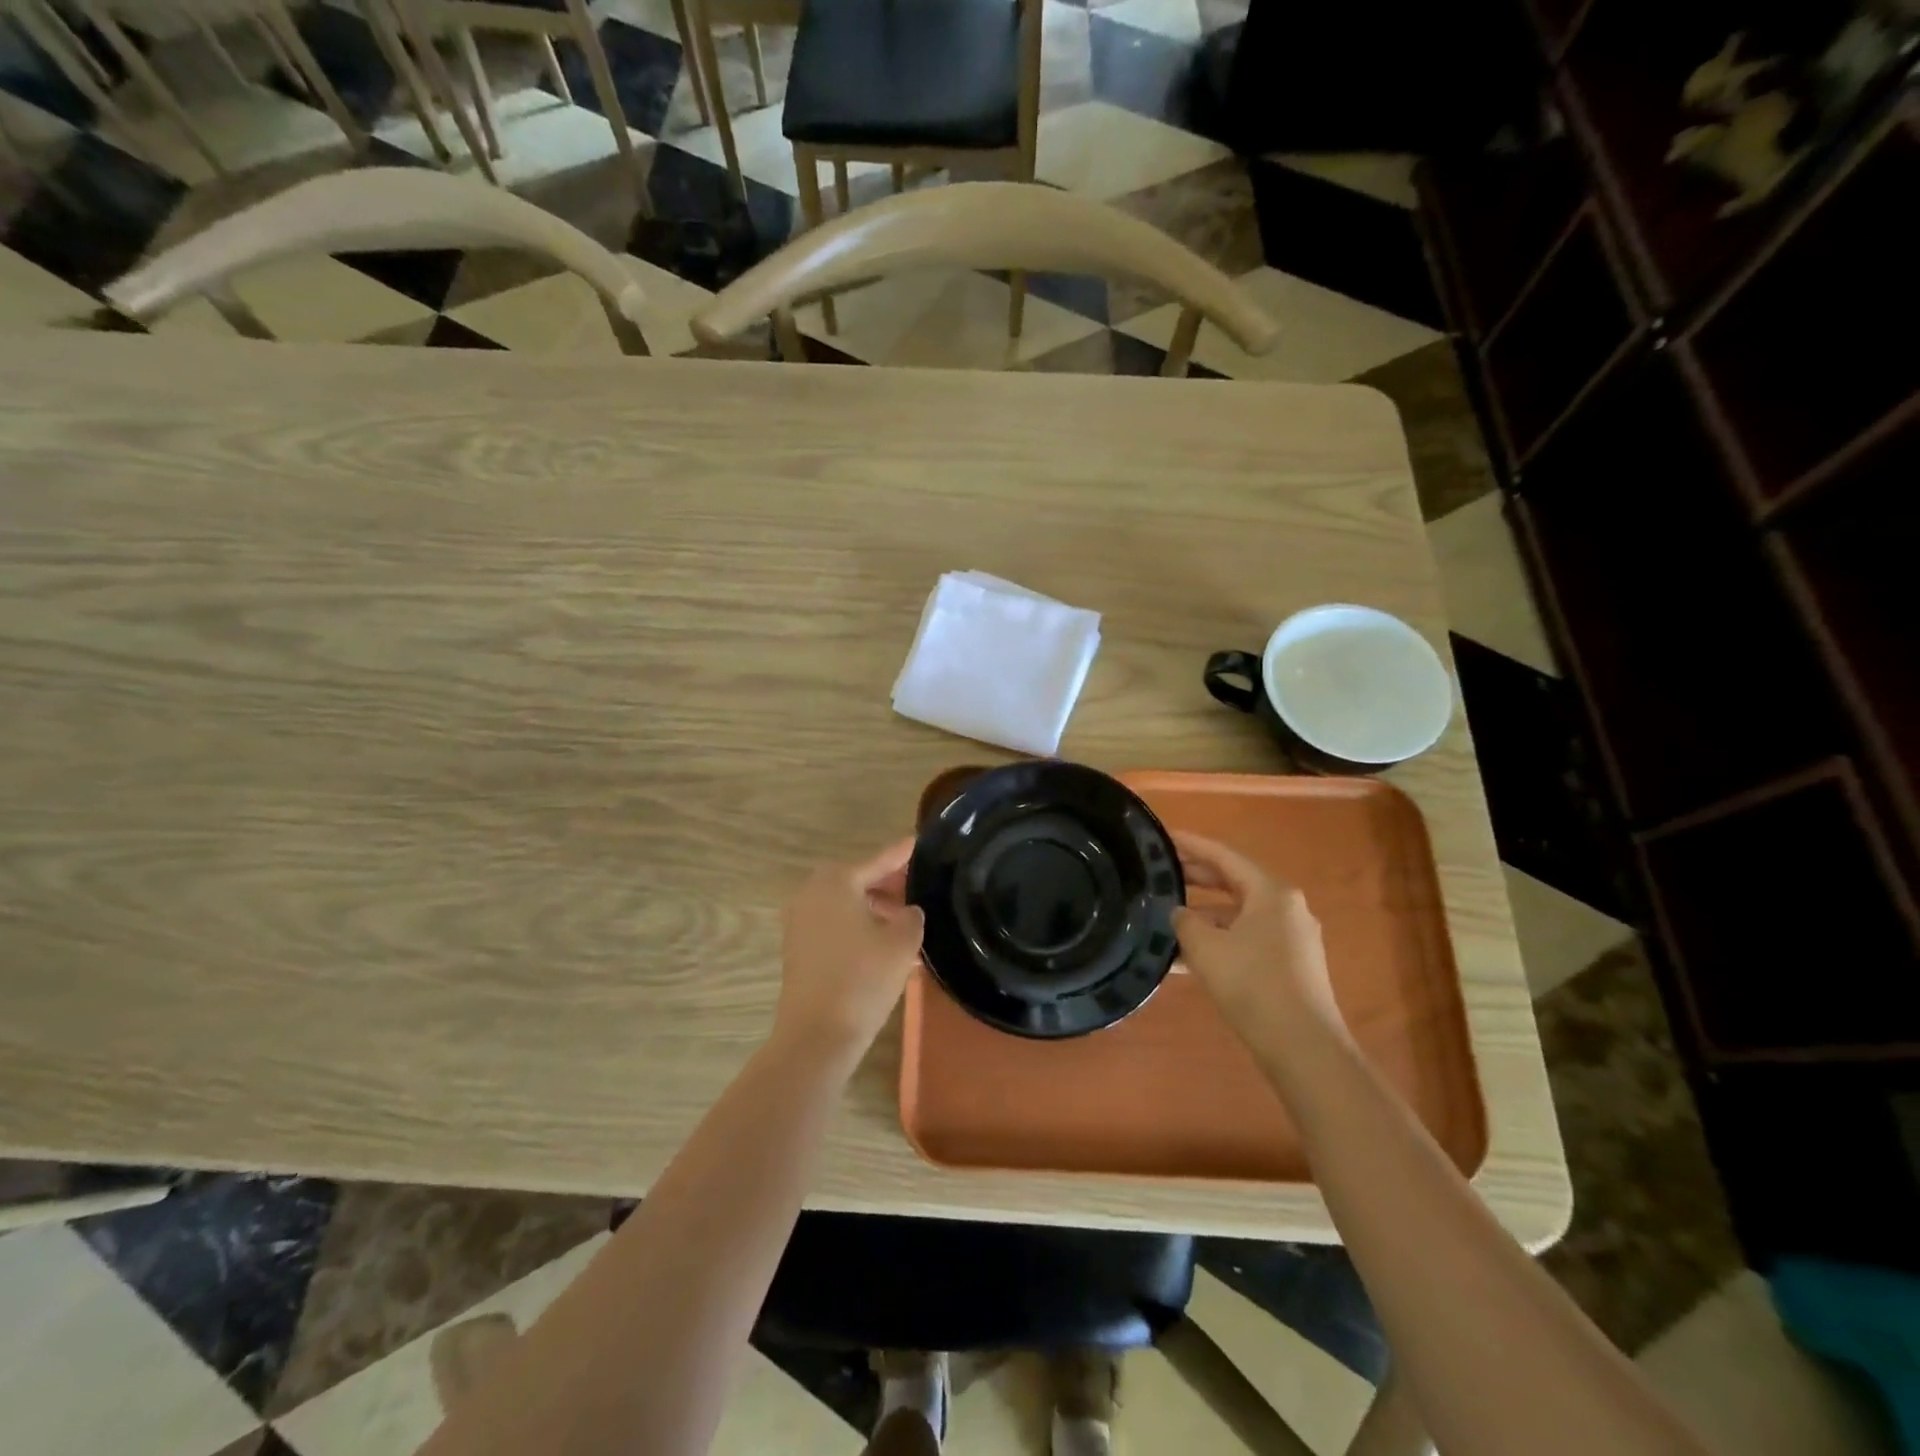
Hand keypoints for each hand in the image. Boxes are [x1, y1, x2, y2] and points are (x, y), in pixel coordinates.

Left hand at [774, 839, 925, 1066]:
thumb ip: (911, 917)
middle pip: (858, 879)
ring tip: (904, 923)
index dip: (902, 853)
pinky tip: (884, 946)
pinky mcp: (798, 948)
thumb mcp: (902, 943)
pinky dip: (858, 926)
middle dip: (887, 883)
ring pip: (845, 903)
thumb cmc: (863, 979)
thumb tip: (907, 911)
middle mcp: (812, 893)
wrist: (817, 1035)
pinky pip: (834, 924)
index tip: (918, 841)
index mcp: (837, 881)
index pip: (879, 860)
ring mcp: (800, 921)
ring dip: (873, 908)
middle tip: (915, 890)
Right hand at [1172, 831, 1344, 1040]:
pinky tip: (1186, 958)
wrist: (1303, 1047)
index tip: (1164, 837)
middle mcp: (1286, 907)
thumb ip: (1185, 921)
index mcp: (1271, 892)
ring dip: (1203, 915)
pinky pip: (1246, 939)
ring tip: (1165, 920)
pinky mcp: (1290, 965)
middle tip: (1160, 872)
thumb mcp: (1205, 947)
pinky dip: (1218, 940)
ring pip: (1238, 915)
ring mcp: (1291, 938)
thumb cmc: (1252, 984)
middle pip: (1234, 882)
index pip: (1224, 856)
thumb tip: (1179, 913)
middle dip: (1196, 878)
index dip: (1191, 845)